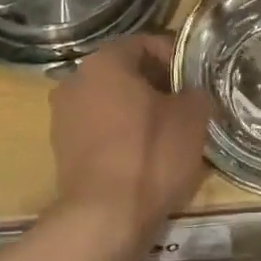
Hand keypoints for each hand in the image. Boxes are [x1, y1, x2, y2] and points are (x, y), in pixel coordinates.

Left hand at [49, 35, 212, 241]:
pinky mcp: (61, 149)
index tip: (198, 78)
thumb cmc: (151, 155)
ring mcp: (63, 116)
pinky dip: (121, 134)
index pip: (146, 43)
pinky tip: (144, 155)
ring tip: (168, 132)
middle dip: (157, 84)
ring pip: (110, 101)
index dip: (177, 57)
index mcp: (104, 62)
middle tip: (187, 105)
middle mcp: (75, 80)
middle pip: (125, 72)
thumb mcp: (192, 117)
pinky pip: (99, 129)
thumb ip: (196, 92)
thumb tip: (192, 93)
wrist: (105, 217)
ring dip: (138, 110)